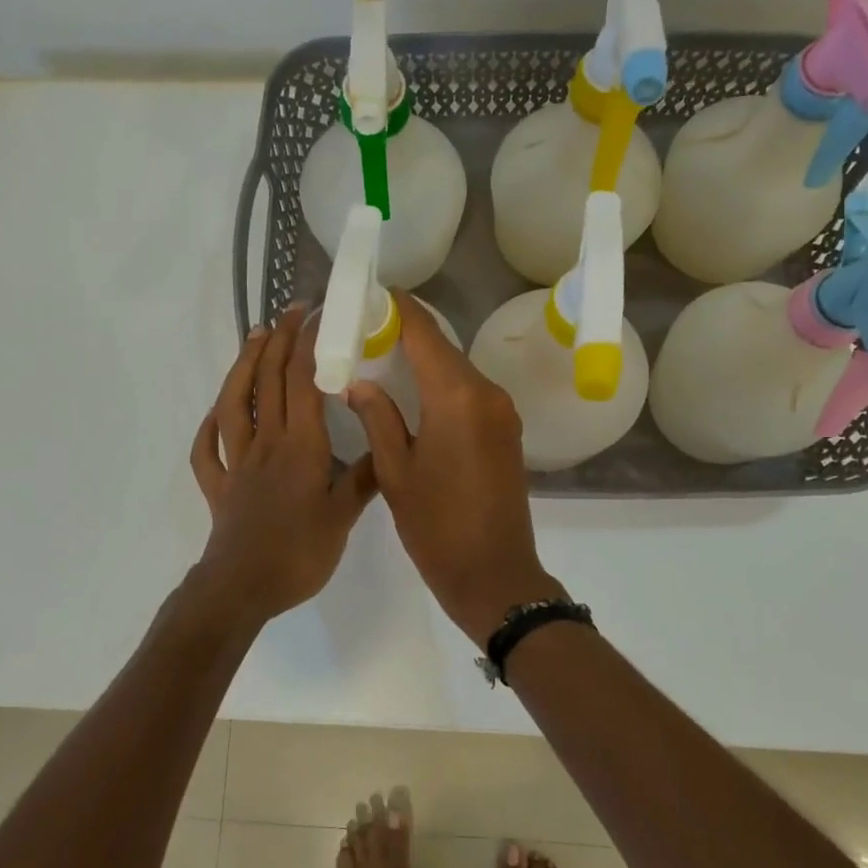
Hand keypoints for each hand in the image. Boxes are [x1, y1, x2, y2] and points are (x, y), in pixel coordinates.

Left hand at [190, 306, 376, 623]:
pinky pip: (207, 450)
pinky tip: (215, 414)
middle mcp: (266, 443)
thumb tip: (386, 448)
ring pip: (234, 404)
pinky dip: (209, 427)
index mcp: (300, 446)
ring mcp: (237, 462)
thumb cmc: (299, 553)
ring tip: (253, 338)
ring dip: (242, 366)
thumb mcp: (344, 517)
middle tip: (291, 312)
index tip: (318, 316)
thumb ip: (364, 479)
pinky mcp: (219, 485)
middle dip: (280, 341)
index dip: (309, 344)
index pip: (304, 382)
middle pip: (268, 382)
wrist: (242, 588)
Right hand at [347, 293, 562, 643]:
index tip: (371, 293)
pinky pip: (470, 392)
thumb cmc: (436, 526)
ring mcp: (503, 411)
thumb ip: (377, 416)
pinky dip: (442, 384)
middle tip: (365, 329)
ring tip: (382, 356)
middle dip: (406, 332)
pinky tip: (414, 391)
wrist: (495, 575)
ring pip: (457, 369)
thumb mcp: (395, 471)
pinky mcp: (508, 430)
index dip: (398, 308)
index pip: (425, 332)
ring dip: (424, 359)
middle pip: (443, 347)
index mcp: (457, 397)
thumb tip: (359, 382)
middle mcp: (487, 393)